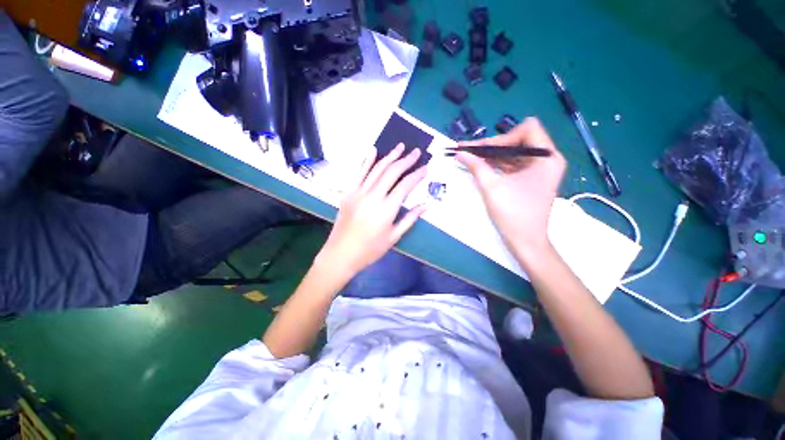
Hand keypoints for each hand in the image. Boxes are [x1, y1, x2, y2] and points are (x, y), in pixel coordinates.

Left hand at [315, 144, 426, 279]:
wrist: (341, 253)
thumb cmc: (370, 249)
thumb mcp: (394, 237)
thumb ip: (410, 219)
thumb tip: (425, 206)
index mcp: (386, 209)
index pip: (405, 185)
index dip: (417, 175)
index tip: (425, 168)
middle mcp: (373, 196)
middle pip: (392, 172)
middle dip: (406, 160)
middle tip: (416, 152)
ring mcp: (358, 192)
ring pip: (376, 168)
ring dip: (389, 156)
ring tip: (400, 146)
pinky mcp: (348, 192)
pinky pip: (358, 173)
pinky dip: (366, 160)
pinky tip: (373, 150)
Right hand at [456, 118, 565, 260]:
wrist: (525, 241)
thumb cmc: (513, 214)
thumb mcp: (491, 187)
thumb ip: (475, 165)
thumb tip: (459, 152)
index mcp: (546, 157)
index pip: (527, 128)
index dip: (503, 137)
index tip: (483, 150)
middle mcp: (547, 159)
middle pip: (518, 140)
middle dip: (492, 146)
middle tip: (469, 151)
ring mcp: (540, 169)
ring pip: (513, 152)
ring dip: (492, 155)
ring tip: (470, 158)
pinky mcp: (532, 179)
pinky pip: (513, 164)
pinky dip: (497, 165)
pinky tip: (480, 167)